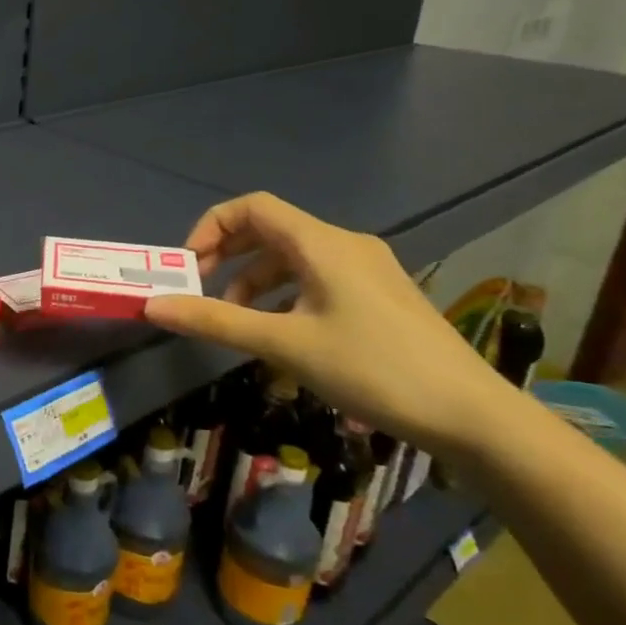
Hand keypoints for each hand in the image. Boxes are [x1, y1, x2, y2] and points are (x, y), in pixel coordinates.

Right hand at [143, 193, 522, 457]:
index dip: (211, 227)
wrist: (473, 416)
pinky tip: (280, 331)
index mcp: (322, 244)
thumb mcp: (284, 344)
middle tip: (200, 289)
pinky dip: (284, 294)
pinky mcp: (379, 296)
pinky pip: (316, 278)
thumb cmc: (373, 369)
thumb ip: (215, 321)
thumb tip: (152, 306)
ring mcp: (367, 270)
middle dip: (227, 255)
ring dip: (254, 280)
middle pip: (270, 230)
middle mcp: (344, 245)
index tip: (188, 267)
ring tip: (236, 319)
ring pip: (292, 257)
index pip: (252, 207)